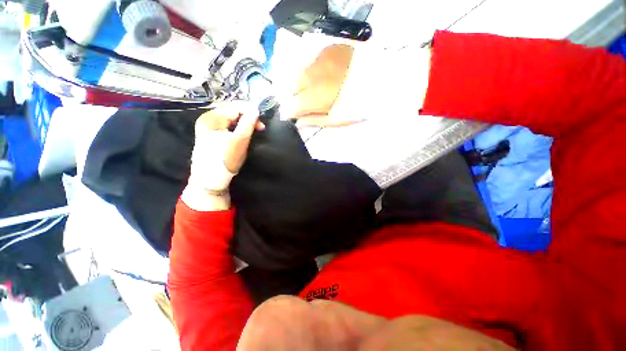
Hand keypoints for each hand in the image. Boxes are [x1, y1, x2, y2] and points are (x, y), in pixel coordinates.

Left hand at [181, 101, 263, 210]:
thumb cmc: (226, 160)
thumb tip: (256, 110)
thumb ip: (248, 124)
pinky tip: (243, 133)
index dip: (250, 111)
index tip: (262, 121)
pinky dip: (237, 127)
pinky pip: (226, 125)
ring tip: (254, 130)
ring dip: (243, 122)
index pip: (234, 107)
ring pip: (230, 118)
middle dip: (247, 117)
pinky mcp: (209, 134)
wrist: (210, 179)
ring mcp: (207, 126)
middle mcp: (207, 119)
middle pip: (231, 111)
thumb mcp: (240, 141)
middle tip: (260, 127)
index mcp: (212, 118)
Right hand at [289, 44, 431, 127]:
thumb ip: (314, 121)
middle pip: (290, 87)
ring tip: (311, 91)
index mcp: (314, 96)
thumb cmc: (361, 105)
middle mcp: (311, 75)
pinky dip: (309, 70)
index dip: (288, 113)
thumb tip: (298, 123)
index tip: (290, 116)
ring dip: (299, 83)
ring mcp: (318, 58)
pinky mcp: (327, 48)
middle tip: (302, 104)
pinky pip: (310, 60)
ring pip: (298, 72)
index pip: (290, 105)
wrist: (385, 79)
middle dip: (292, 97)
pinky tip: (320, 76)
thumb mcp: (337, 120)